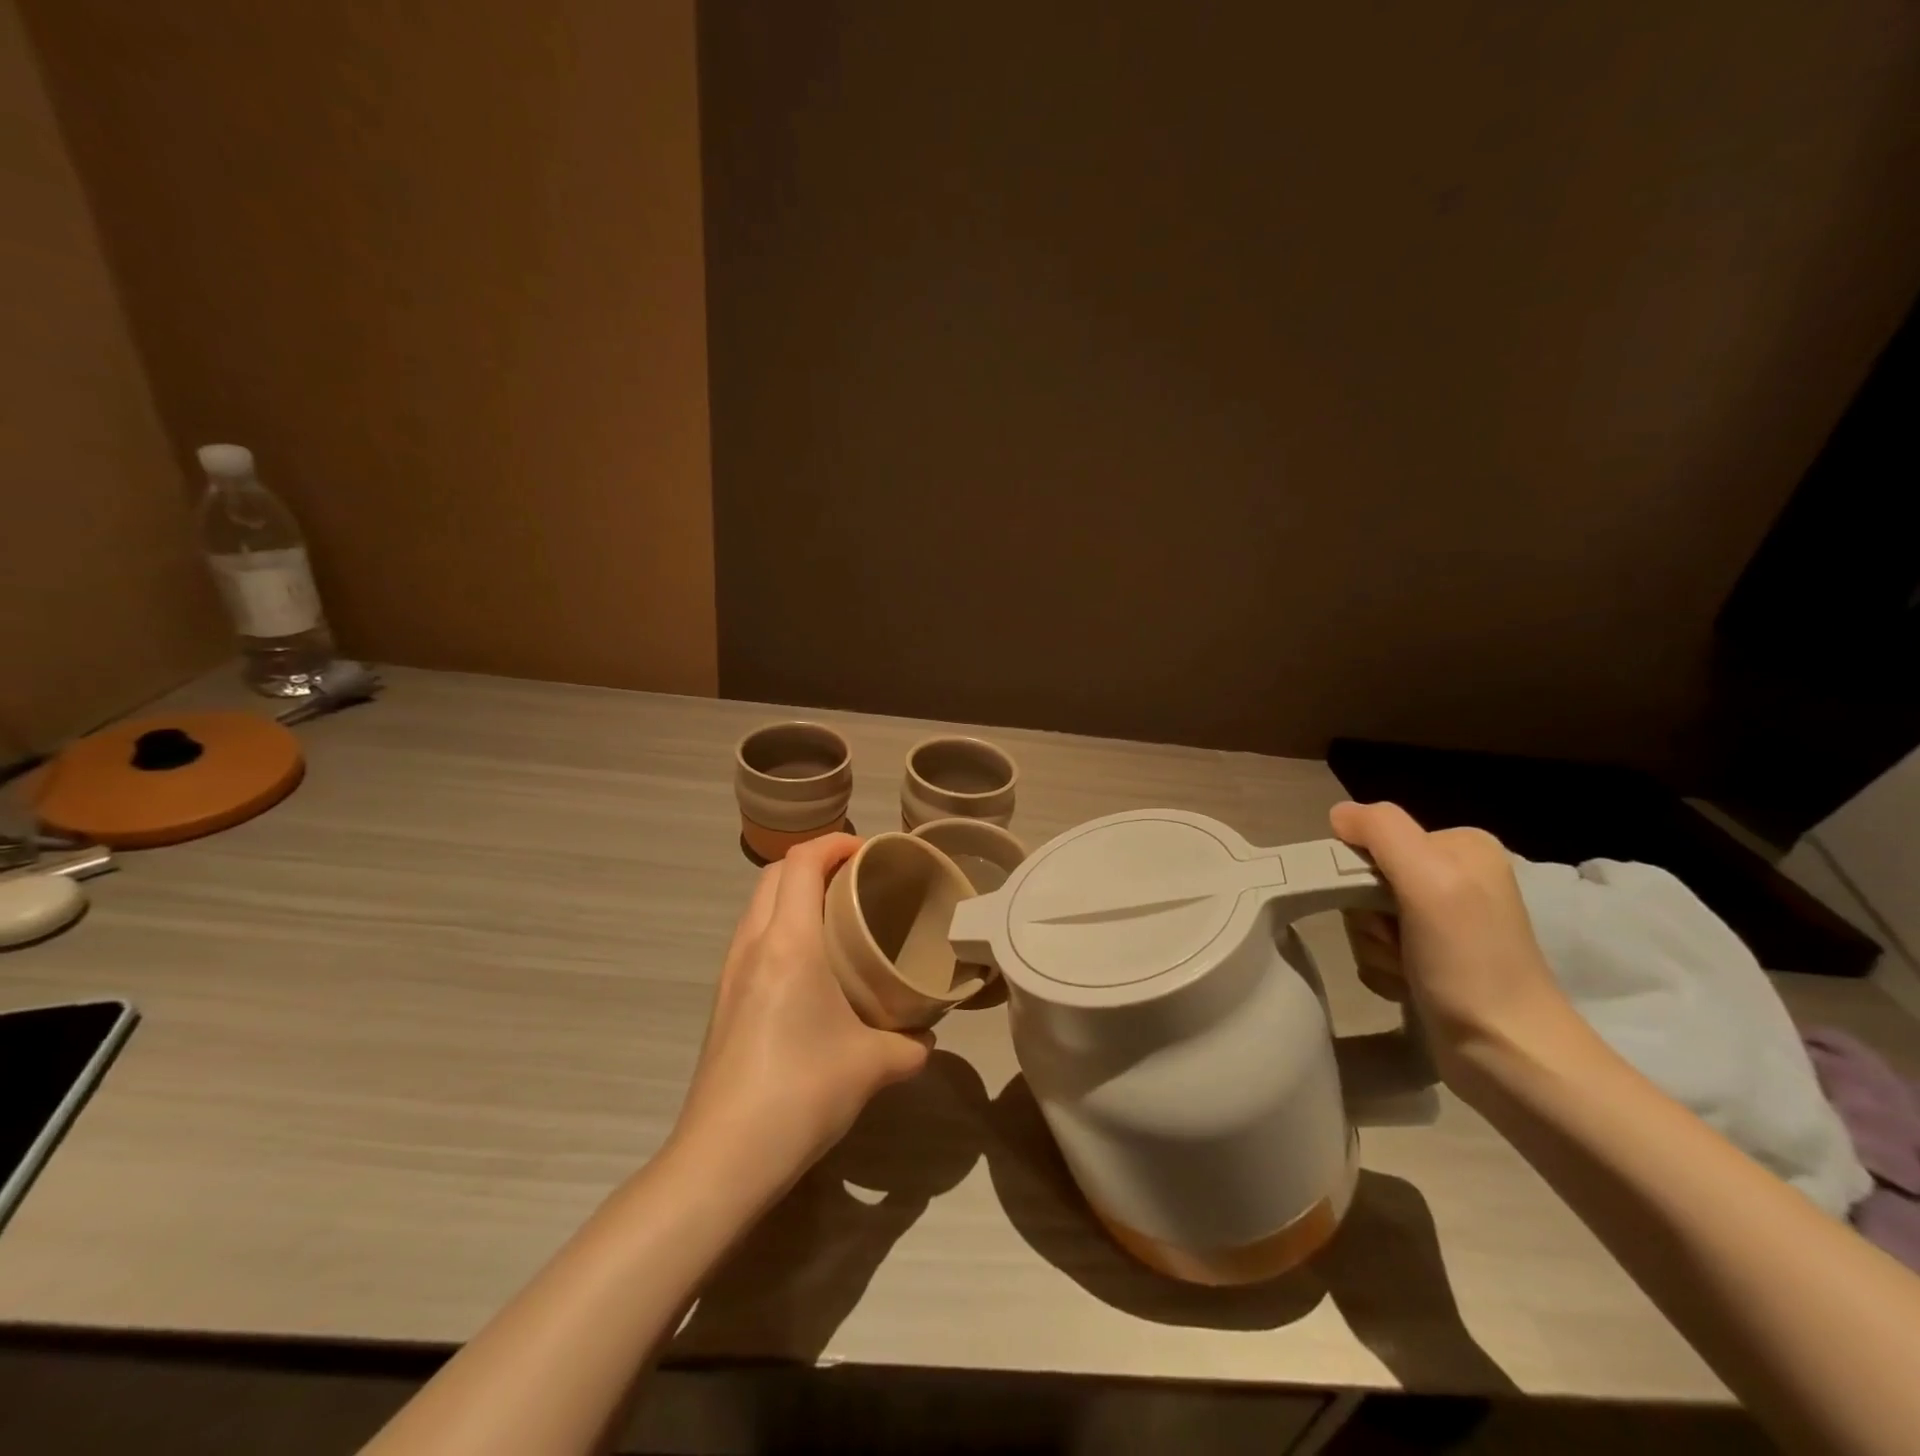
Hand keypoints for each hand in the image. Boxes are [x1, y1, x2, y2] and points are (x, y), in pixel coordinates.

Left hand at [669, 834, 931, 1199]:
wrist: (723, 1157)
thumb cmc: (801, 1092)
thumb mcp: (873, 1066)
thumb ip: (910, 1045)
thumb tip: (928, 1038)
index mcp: (788, 942)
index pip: (802, 861)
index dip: (836, 842)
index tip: (871, 851)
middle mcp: (753, 944)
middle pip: (774, 874)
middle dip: (815, 861)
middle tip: (858, 879)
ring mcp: (730, 973)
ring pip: (758, 905)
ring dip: (794, 893)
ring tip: (837, 916)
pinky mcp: (723, 1000)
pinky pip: (752, 938)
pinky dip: (781, 925)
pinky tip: (811, 965)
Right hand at [1330, 801, 1577, 1081]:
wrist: (1509, 1055)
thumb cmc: (1470, 963)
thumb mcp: (1430, 881)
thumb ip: (1383, 832)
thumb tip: (1338, 813)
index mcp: (1459, 847)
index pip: (1373, 839)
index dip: (1360, 874)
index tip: (1384, 908)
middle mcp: (1453, 876)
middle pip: (1364, 878)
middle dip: (1367, 916)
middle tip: (1397, 943)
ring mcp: (1442, 920)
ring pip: (1365, 916)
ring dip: (1372, 946)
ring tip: (1406, 970)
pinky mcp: (1432, 958)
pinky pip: (1375, 947)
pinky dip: (1381, 967)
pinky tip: (1406, 985)